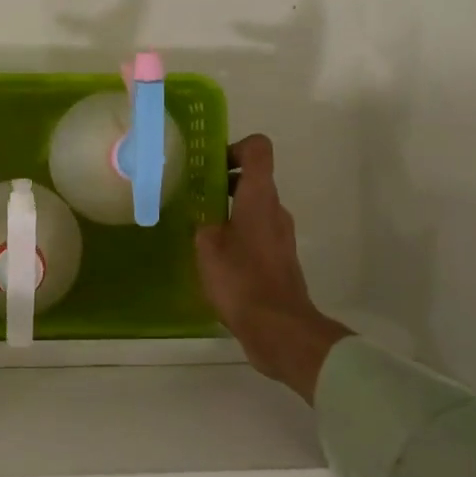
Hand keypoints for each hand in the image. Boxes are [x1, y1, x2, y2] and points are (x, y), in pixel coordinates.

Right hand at [195, 134, 351, 403]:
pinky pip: (257, 234)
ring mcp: (281, 236)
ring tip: (200, 232)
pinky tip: (215, 260)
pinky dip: (237, 236)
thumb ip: (204, 222)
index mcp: (259, 197)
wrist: (279, 328)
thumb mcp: (207, 245)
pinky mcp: (280, 260)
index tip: (211, 166)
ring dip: (229, 212)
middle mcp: (275, 210)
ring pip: (254, 209)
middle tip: (194, 199)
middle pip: (254, 179)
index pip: (258, 149)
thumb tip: (205, 218)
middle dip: (224, 184)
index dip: (235, 148)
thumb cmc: (241, 279)